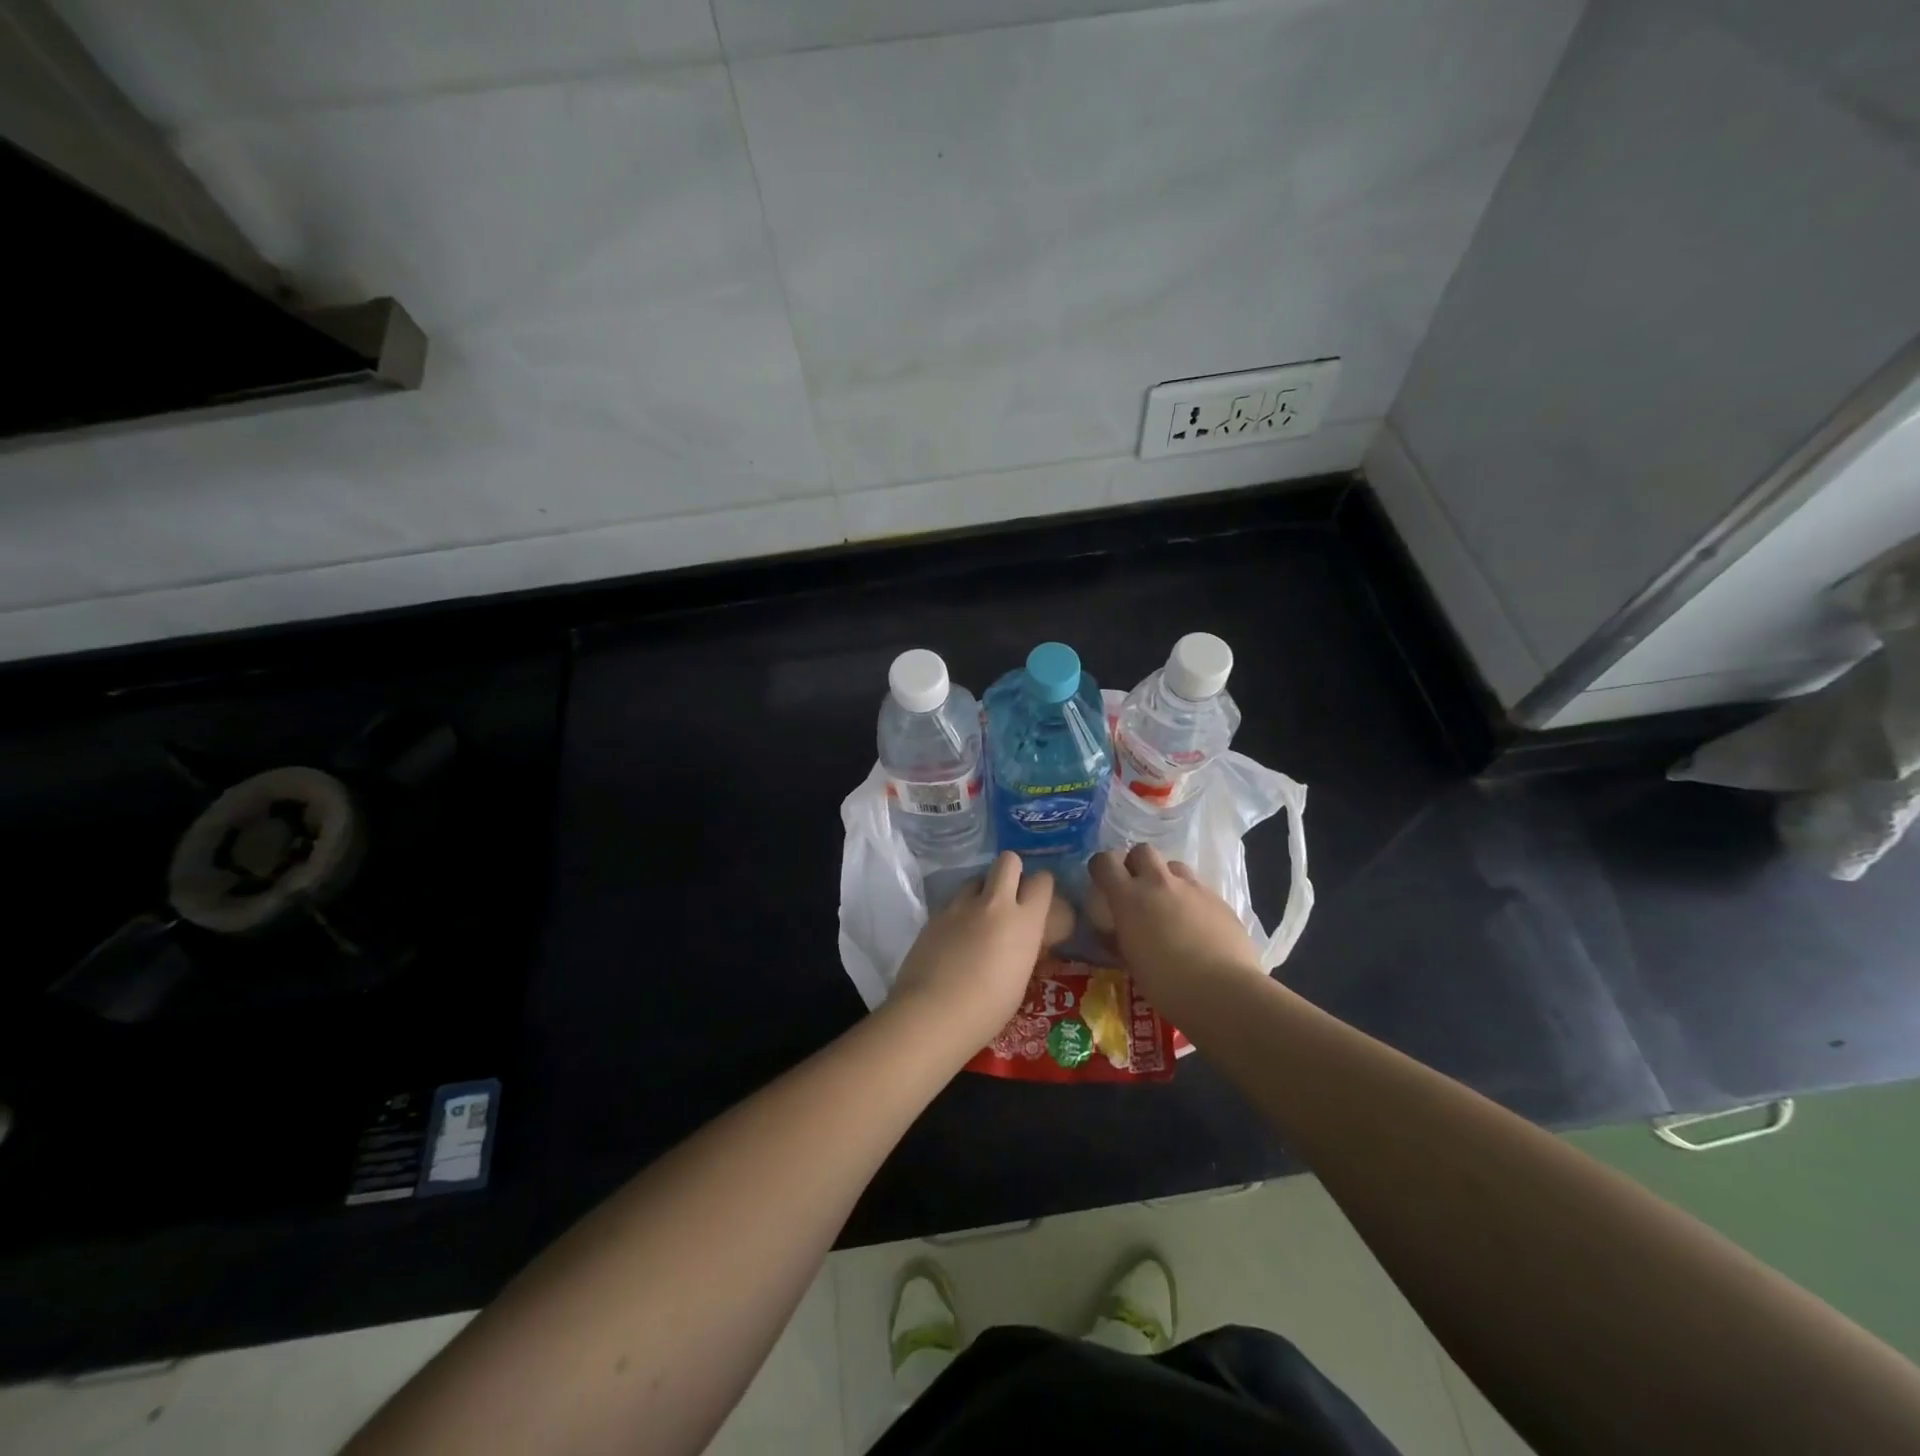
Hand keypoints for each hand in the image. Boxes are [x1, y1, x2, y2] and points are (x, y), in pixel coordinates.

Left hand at [891, 851, 1054, 1049]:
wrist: (934, 1012)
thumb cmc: (988, 1009)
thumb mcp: (1021, 979)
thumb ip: (1024, 948)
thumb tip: (1024, 940)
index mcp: (1024, 921)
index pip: (1042, 880)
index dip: (1042, 886)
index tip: (1039, 900)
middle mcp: (994, 903)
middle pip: (1008, 860)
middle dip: (1012, 871)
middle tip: (1009, 896)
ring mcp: (961, 905)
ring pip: (977, 877)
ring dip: (982, 890)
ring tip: (979, 916)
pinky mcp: (935, 914)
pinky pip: (954, 900)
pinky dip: (960, 911)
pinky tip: (955, 936)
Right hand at [1088, 844, 1261, 1001]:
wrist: (1225, 992)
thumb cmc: (1167, 984)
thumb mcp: (1131, 962)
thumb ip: (1121, 938)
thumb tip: (1115, 932)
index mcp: (1129, 897)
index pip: (1104, 861)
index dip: (1101, 868)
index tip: (1103, 883)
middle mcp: (1159, 883)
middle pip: (1142, 851)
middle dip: (1137, 864)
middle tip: (1138, 889)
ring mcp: (1193, 888)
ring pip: (1174, 866)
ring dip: (1167, 879)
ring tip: (1170, 905)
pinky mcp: (1220, 900)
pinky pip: (1199, 889)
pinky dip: (1192, 900)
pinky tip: (1198, 926)